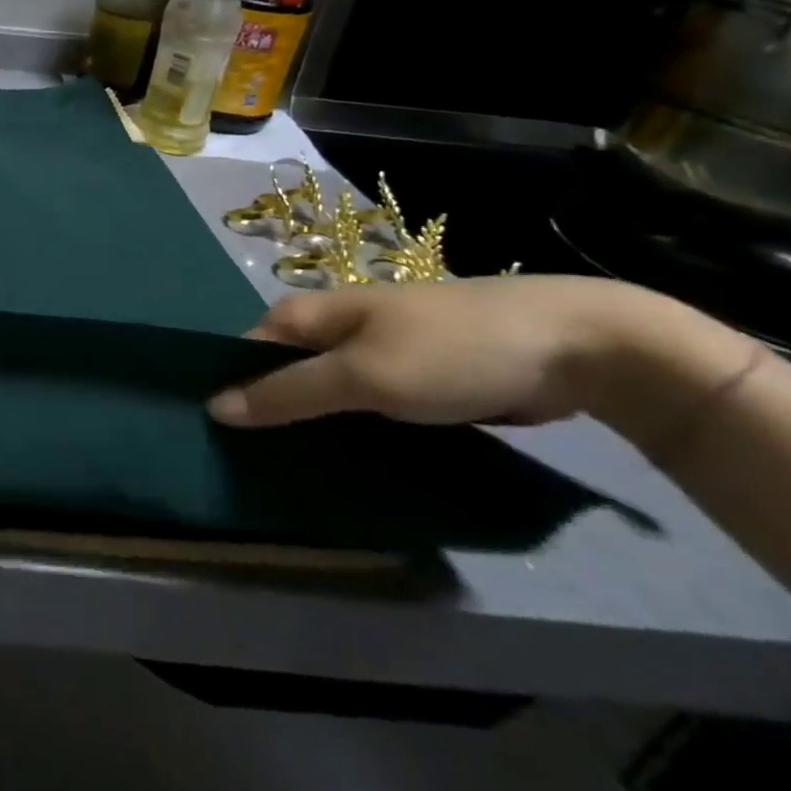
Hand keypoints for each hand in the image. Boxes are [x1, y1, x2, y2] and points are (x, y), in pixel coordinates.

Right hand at [206, 276, 653, 429]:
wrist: (576, 346)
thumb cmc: (450, 350)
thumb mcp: (363, 375)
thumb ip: (288, 392)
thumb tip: (214, 408)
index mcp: (307, 315)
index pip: (245, 352)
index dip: (230, 389)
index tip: (218, 439)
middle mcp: (332, 331)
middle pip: (282, 375)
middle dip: (269, 415)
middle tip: (255, 467)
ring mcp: (374, 355)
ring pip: (324, 397)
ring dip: (312, 430)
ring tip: (295, 476)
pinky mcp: (412, 382)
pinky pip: (364, 411)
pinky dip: (353, 436)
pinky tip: (349, 468)